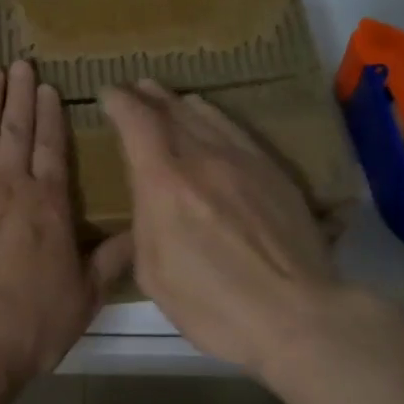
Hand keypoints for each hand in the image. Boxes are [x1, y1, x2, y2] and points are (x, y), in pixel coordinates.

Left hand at [0, 62, 133, 384]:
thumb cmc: (29, 324)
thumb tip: (142, 228)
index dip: (50, 114)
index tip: (49, 88)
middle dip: (21, 94)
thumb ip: (113, 257)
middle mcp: (9, 184)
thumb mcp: (85, 297)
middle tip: (23, 64)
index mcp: (48, 203)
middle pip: (17, 129)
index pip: (51, 146)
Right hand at [101, 80, 339, 370]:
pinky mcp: (272, 170)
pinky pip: (236, 129)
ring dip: (179, 102)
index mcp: (164, 183)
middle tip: (135, 89)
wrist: (295, 314)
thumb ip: (144, 223)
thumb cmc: (212, 306)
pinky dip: (213, 116)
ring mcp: (242, 160)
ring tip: (167, 97)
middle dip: (147, 96)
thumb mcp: (153, 273)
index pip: (136, 122)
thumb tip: (149, 198)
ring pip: (205, 115)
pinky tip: (209, 117)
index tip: (108, 94)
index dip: (119, 102)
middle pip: (170, 110)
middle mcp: (202, 158)